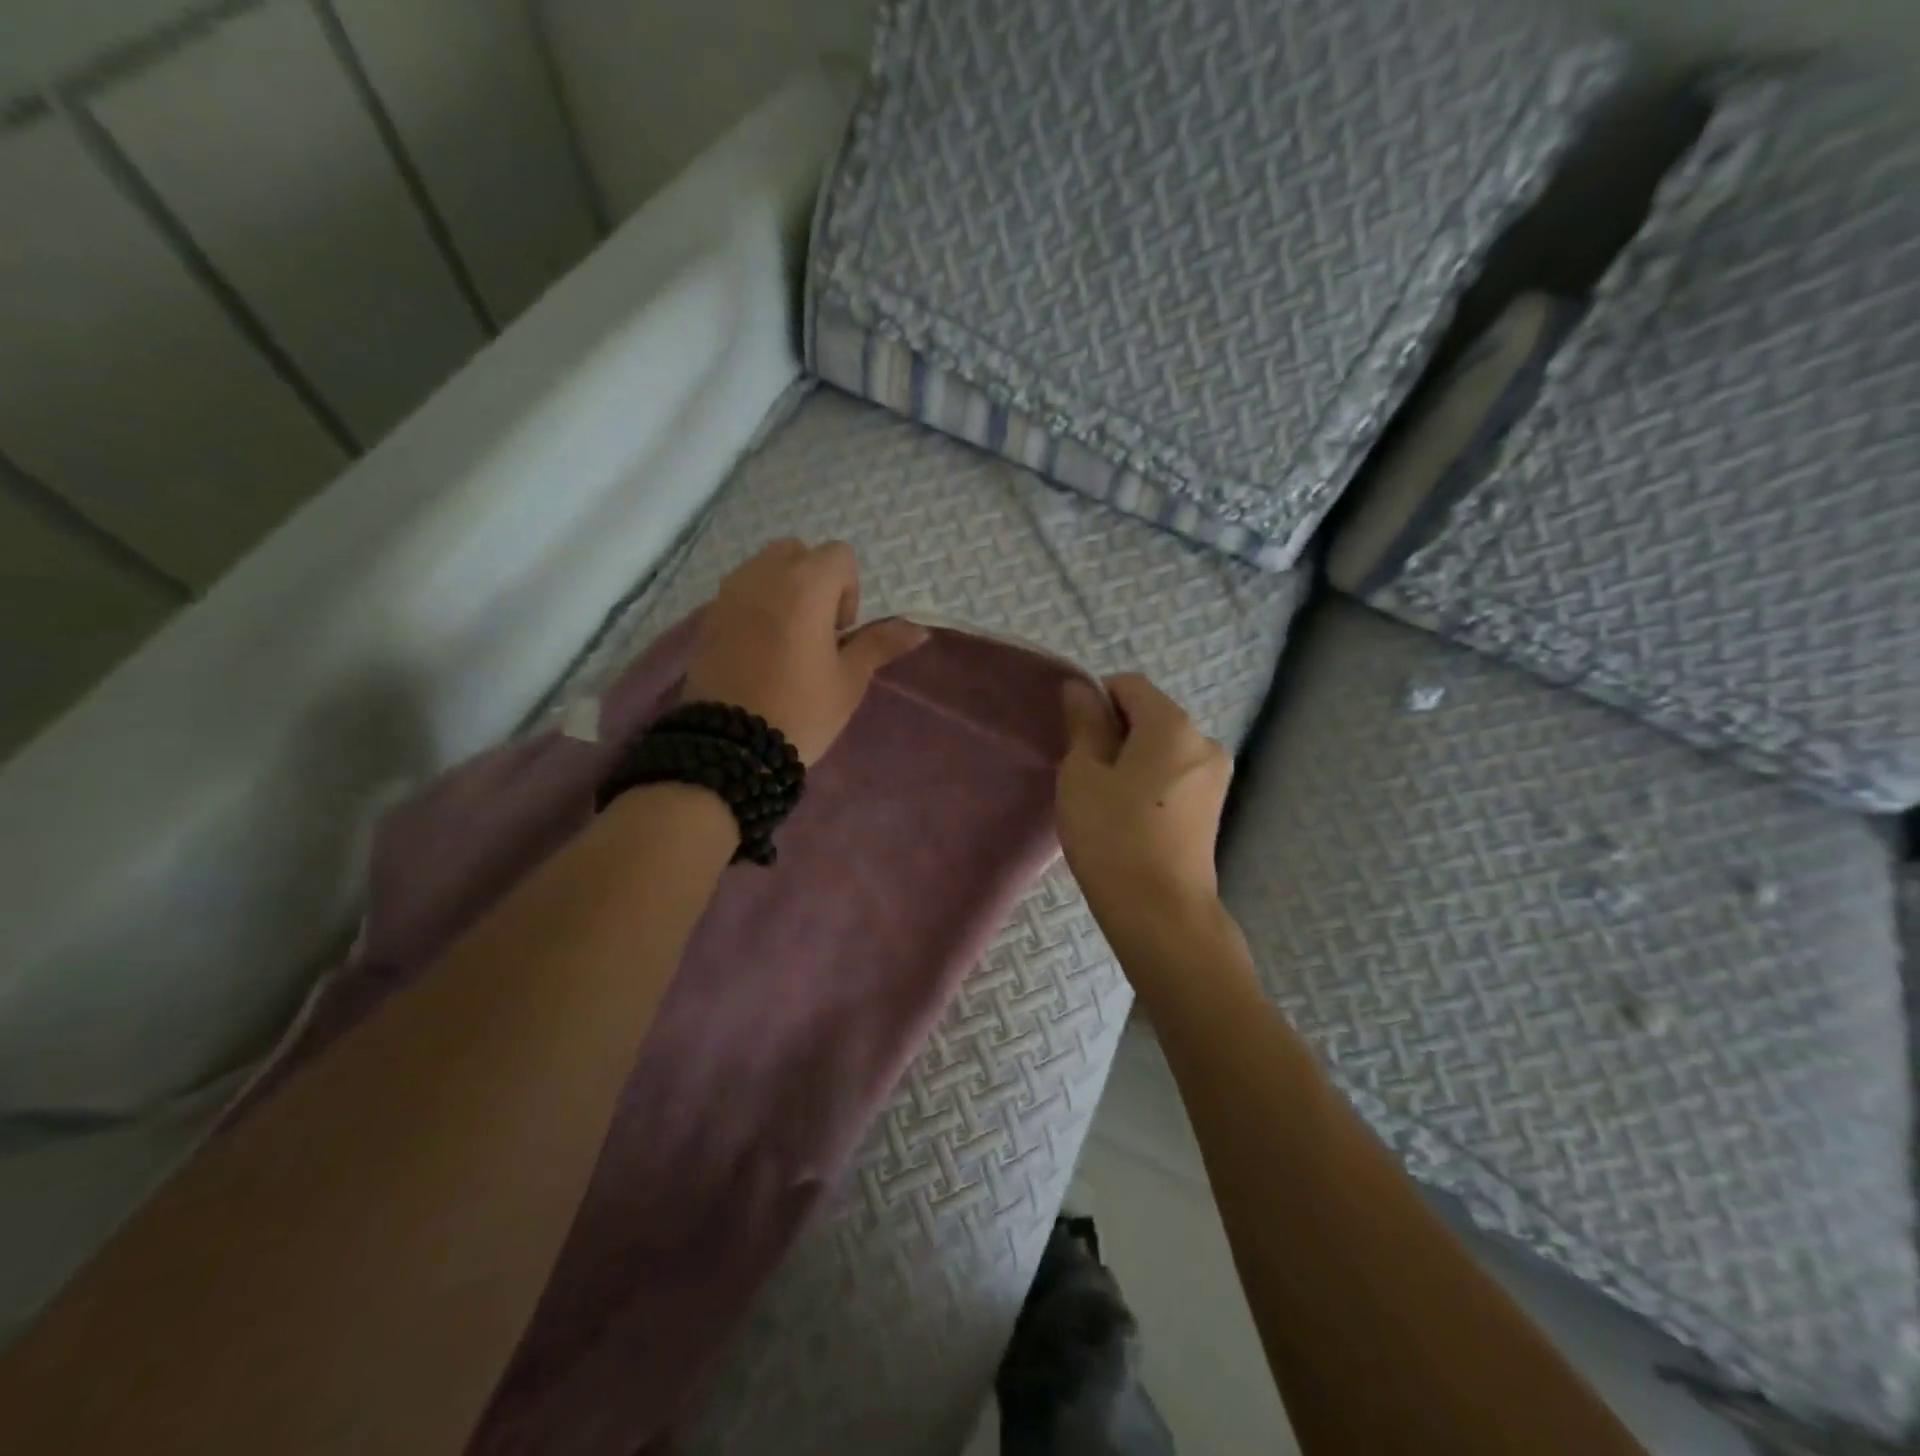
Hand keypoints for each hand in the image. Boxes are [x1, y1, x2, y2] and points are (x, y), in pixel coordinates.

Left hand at [682, 538, 926, 765]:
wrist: (731, 747)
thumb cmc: (801, 710)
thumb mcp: (849, 679)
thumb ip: (880, 644)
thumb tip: (919, 629)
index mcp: (805, 585)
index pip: (838, 555)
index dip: (848, 590)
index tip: (841, 632)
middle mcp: (763, 576)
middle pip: (797, 552)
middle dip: (813, 580)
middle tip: (817, 631)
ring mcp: (729, 594)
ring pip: (764, 568)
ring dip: (783, 590)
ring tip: (787, 640)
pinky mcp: (707, 617)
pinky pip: (740, 593)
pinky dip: (756, 606)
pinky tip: (760, 650)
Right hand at [1057, 673, 1234, 949]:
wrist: (1161, 913)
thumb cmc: (1112, 837)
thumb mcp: (1083, 774)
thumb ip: (1084, 724)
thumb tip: (1081, 688)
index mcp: (1173, 725)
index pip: (1129, 685)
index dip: (1095, 700)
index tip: (1074, 739)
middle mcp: (1203, 741)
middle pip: (1149, 715)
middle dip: (1114, 732)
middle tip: (1084, 775)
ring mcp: (1214, 777)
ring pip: (1162, 748)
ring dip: (1131, 760)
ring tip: (1105, 802)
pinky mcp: (1213, 808)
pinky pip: (1174, 775)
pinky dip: (1150, 782)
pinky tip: (1130, 818)